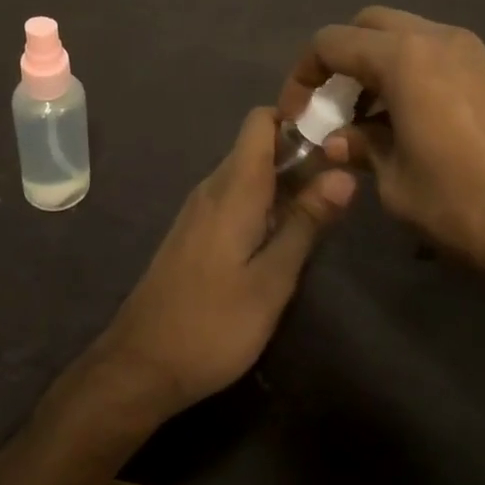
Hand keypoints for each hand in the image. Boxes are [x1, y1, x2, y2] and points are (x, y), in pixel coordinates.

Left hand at [92, 108, 354, 421]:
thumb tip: (344, 174)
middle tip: (341, 184)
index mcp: (234, 188)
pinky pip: (235, 198)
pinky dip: (264, 204)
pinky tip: (283, 237)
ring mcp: (200, 210)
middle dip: (300, 154)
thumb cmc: (212, 324)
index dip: (297, 119)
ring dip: (284, 182)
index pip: (261, 121)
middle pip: (258, 146)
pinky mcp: (195, 233)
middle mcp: (214, 187)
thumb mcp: (271, 280)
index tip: (334, 141)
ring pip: (248, 174)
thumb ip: (306, 223)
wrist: (140, 366)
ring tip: (322, 211)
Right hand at [280, 7, 484, 298]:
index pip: (332, 42)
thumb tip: (338, 140)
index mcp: (404, 58)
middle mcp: (437, 39)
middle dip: (343, 58)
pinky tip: (413, 121)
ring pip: (406, 36)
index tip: (299, 113)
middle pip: (370, 25)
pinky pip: (437, 54)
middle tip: (336, 105)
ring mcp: (472, 50)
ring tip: (372, 119)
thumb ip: (361, 149)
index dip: (304, 74)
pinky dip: (412, 72)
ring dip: (379, 65)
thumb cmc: (467, 204)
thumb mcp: (397, 184)